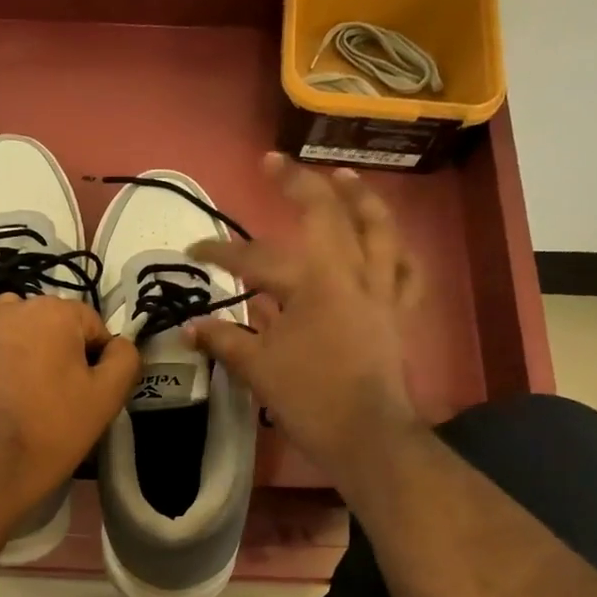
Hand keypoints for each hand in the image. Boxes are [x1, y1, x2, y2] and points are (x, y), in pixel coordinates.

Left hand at [0, 294, 139, 516]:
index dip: (95, 357)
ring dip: (18, 338)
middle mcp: (13, 306)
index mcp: (56, 312)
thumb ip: (125, 358)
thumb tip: (117, 344)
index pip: (90, 324)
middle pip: (49, 320)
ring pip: (8, 318)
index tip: (90, 389)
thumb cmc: (55, 430)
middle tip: (58, 391)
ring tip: (20, 379)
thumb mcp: (108, 397)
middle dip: (58, 347)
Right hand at [187, 154, 422, 498]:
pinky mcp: (398, 311)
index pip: (256, 259)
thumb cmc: (308, 398)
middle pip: (326, 215)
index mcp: (311, 284)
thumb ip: (224, 340)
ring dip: (360, 199)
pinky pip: (406, 271)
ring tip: (344, 177)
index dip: (220, 253)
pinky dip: (398, 252)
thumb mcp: (257, 368)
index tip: (193, 250)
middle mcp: (350, 273)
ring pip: (378, 230)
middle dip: (297, 184)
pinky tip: (390, 240)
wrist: (364, 434)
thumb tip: (189, 327)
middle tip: (274, 162)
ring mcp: (380, 290)